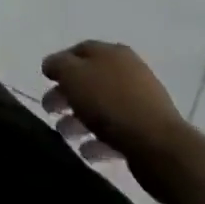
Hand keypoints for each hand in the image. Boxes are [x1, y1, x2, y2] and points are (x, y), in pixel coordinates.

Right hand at [42, 40, 191, 183]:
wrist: (159, 147)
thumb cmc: (111, 103)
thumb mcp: (74, 75)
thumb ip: (58, 66)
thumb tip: (51, 65)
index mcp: (111, 52)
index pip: (79, 51)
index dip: (60, 63)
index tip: (45, 80)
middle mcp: (127, 72)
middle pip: (89, 80)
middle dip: (66, 94)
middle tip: (49, 109)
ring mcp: (139, 103)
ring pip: (101, 107)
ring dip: (79, 120)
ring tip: (64, 134)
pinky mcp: (146, 132)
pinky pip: (115, 131)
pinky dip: (98, 139)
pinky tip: (86, 152)